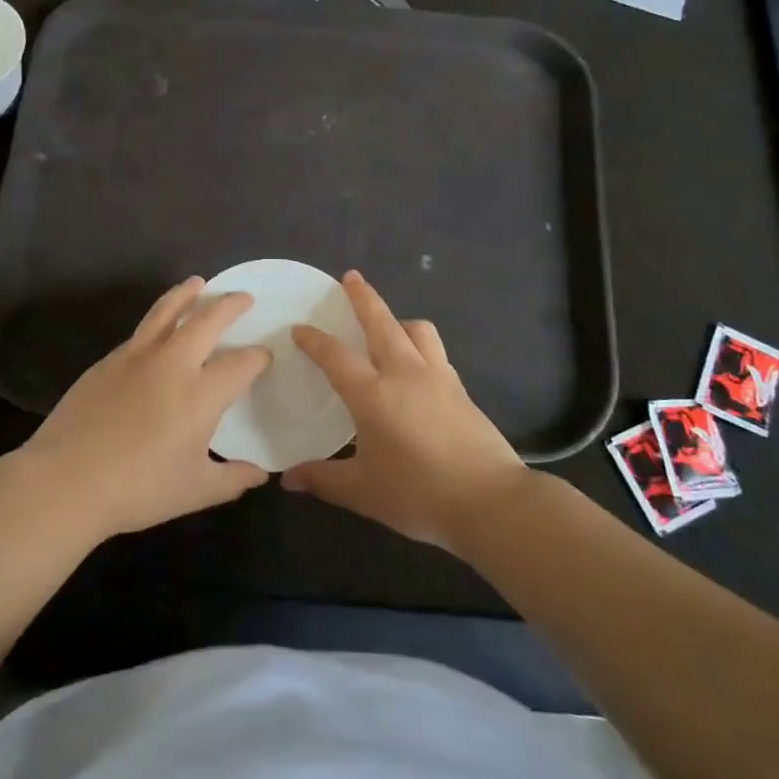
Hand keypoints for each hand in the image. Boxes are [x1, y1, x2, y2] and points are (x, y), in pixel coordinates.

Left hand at [21, 278, 271, 541]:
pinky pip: (141, 331)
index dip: (258, 357)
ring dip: (187, 294)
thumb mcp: (194, 490)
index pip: (242, 364)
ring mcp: (136, 357)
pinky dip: (158, 319)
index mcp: (201, 394)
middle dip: (230, 305)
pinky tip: (159, 329)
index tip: (265, 356)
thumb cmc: (136, 489)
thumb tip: (261, 473)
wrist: (65, 481)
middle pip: (208, 320)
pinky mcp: (108, 361)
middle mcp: (173, 364)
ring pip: (167, 311)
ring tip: (198, 283)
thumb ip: (232, 478)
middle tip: (244, 298)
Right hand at [283, 272, 528, 551]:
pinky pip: (436, 353)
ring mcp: (438, 378)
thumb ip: (323, 479)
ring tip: (389, 326)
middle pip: (381, 322)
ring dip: (398, 320)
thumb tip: (288, 479)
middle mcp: (405, 374)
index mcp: (373, 394)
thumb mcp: (363, 492)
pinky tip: (417, 367)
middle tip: (350, 277)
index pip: (336, 356)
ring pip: (418, 330)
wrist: (491, 502)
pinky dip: (420, 346)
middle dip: (363, 297)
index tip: (300, 328)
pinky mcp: (461, 389)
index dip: (315, 340)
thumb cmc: (419, 495)